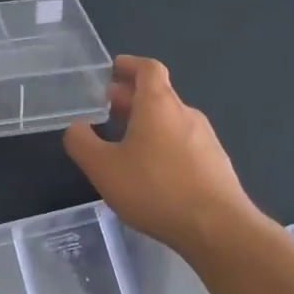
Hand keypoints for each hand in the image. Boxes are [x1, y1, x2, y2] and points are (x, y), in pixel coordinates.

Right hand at [63, 55, 259, 256]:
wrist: (218, 228)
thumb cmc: (155, 190)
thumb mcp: (104, 168)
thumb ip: (82, 143)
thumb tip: (76, 127)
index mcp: (158, 104)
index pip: (148, 68)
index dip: (130, 65)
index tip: (113, 69)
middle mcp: (185, 113)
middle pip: (159, 94)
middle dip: (132, 97)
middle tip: (109, 107)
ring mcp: (206, 138)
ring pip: (171, 120)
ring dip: (148, 122)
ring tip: (126, 141)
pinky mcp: (216, 164)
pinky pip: (184, 143)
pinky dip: (164, 144)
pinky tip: (153, 171)